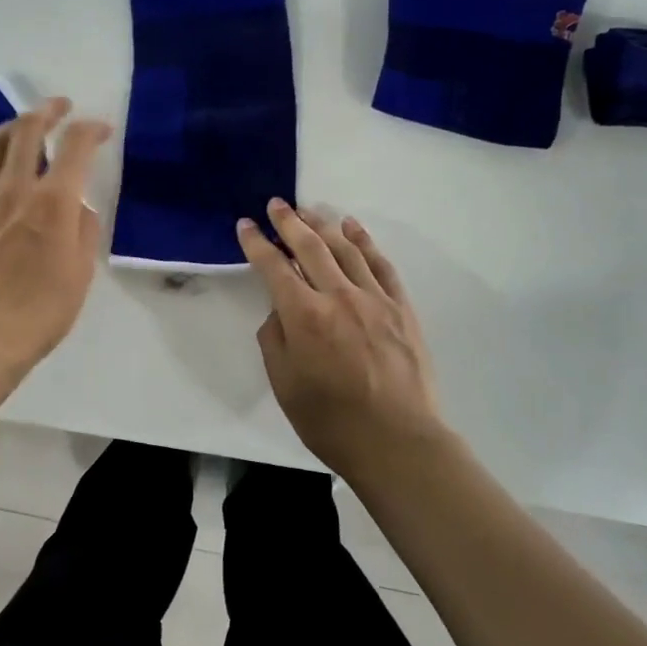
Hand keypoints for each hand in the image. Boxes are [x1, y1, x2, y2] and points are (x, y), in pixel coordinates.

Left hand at [0, 97, 111, 375]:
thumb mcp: (81, 272)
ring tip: (23, 127)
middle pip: (28, 130)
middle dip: (48, 110)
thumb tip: (78, 208)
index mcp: (53, 203)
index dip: (91, 129)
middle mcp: (15, 188)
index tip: (101, 130)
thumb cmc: (41, 311)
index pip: (75, 146)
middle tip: (61, 107)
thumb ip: (84, 230)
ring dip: (12, 126)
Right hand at [236, 200, 444, 480]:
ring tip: (308, 209)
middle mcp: (337, 296)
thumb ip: (276, 338)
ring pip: (345, 248)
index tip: (246, 225)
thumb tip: (279, 309)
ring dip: (323, 224)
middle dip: (288, 222)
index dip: (256, 243)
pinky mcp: (400, 306)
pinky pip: (380, 264)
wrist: (398, 441)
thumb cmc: (331, 420)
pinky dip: (364, 241)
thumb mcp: (285, 384)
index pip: (273, 267)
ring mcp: (373, 298)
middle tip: (276, 204)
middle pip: (309, 246)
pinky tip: (352, 228)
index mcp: (304, 316)